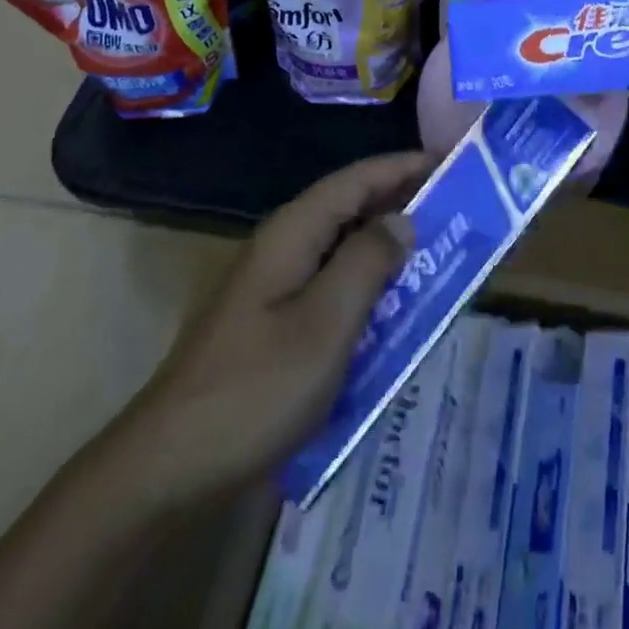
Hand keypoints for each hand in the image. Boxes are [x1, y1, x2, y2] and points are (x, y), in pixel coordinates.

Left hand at [122, 154, 425, 496]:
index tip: (450, 163)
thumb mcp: (326, 323)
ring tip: (437, 252)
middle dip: (401, 203)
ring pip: (343, 248)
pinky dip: (368, 285)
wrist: (172, 465)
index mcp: (294, 231)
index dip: (403, 166)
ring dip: (387, 247)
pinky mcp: (274, 321)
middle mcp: (284, 246)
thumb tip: (402, 221)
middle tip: (456, 208)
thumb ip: (368, 262)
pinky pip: (332, 285)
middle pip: (350, 207)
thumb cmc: (256, 387)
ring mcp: (275, 285)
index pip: (357, 179)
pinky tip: (393, 308)